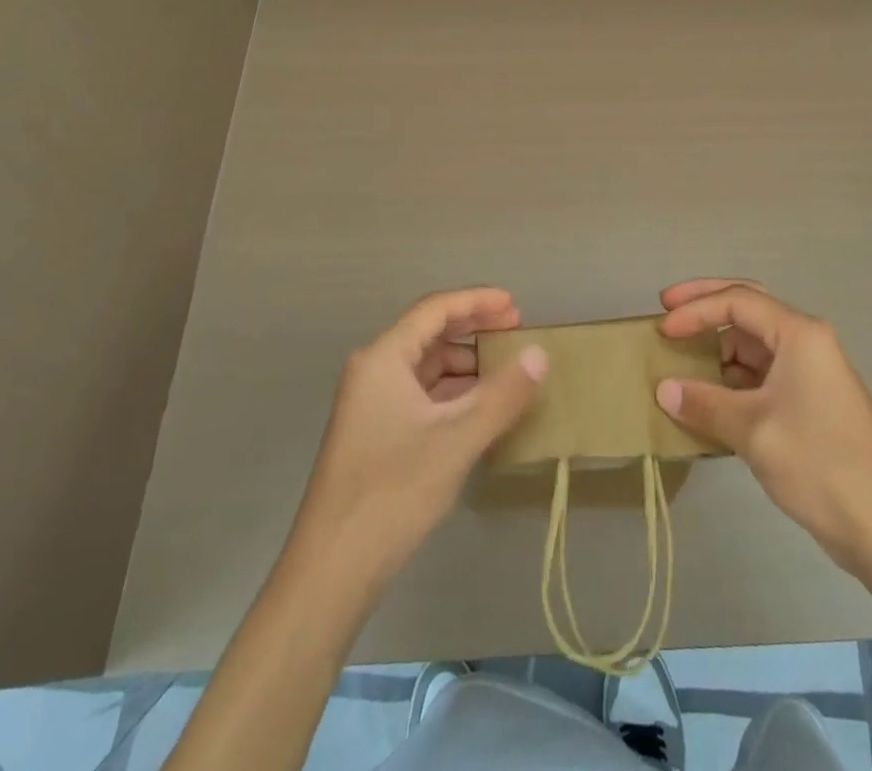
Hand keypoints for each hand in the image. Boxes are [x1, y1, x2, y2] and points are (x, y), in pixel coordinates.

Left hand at [289, 288, 547, 584]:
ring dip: (464, 365)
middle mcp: (373, 371)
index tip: (516, 306)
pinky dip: (452, 394)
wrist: (331, 571)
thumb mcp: (457, 440)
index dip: (477, 301)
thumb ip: (502, 394)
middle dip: (473, 330)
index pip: (435, 310)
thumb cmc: (393, 492)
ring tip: (506, 372)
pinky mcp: (375, 435)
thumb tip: (540, 354)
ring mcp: (371, 405)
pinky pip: (420, 397)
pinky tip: (480, 409)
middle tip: (516, 332)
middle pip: (429, 335)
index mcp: (383, 358)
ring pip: (425, 368)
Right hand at [654, 279, 871, 575]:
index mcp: (799, 334)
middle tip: (667, 310)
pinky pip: (761, 377)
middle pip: (748, 309)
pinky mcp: (809, 404)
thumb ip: (705, 404)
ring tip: (680, 364)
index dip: (695, 310)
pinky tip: (707, 400)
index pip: (737, 301)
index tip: (662, 330)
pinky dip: (731, 381)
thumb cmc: (821, 464)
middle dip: (706, 306)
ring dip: (717, 351)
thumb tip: (664, 390)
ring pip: (753, 346)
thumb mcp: (754, 431)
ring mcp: (809, 374)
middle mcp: (806, 343)